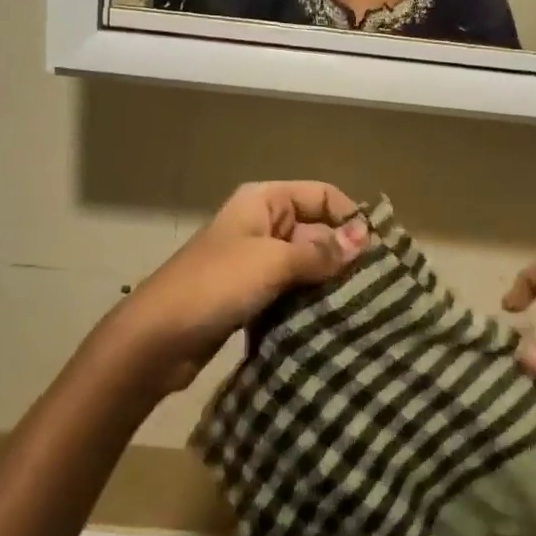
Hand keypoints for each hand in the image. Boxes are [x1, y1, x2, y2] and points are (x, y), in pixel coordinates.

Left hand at [104, 181, 368, 395]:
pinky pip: (290, 292)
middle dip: (343, 256)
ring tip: (364, 309)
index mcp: (264, 201)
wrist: (156, 339)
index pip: (322, 195)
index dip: (350, 218)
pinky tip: (332, 324)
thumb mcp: (272, 262)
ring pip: (305, 265)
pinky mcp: (250, 296)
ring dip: (328, 284)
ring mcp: (254, 262)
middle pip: (316, 230)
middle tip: (379, 289)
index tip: (380, 253)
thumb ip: (320, 251)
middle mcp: (261, 224)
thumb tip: (366, 236)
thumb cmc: (215, 285)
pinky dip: (308, 304)